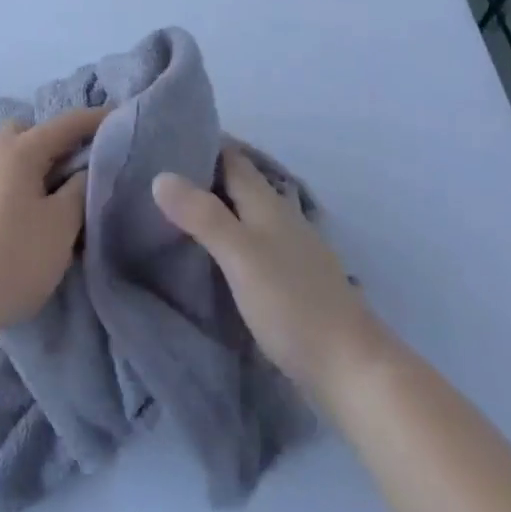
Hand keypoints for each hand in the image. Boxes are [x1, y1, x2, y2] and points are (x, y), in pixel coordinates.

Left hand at [0, 107, 103, 336]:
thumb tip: (83, 171)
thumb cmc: (14, 257)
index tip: (119, 117)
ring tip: (56, 195)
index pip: (64, 123)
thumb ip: (79, 190)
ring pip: (9, 155)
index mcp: (18, 150)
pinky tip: (26, 214)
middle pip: (28, 131)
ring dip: (34, 165)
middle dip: (55, 140)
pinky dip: (16, 184)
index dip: (94, 119)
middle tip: (79, 165)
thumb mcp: (61, 225)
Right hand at [153, 147, 386, 396]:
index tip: (163, 141)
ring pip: (244, 215)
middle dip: (202, 176)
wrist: (353, 370)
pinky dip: (227, 240)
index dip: (201, 144)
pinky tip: (209, 256)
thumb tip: (160, 176)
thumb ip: (202, 216)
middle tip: (157, 178)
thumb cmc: (293, 304)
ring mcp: (290, 250)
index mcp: (267, 203)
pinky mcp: (292, 281)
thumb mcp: (240, 256)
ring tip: (173, 215)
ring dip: (214, 209)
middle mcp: (280, 218)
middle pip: (238, 184)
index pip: (231, 157)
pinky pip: (251, 244)